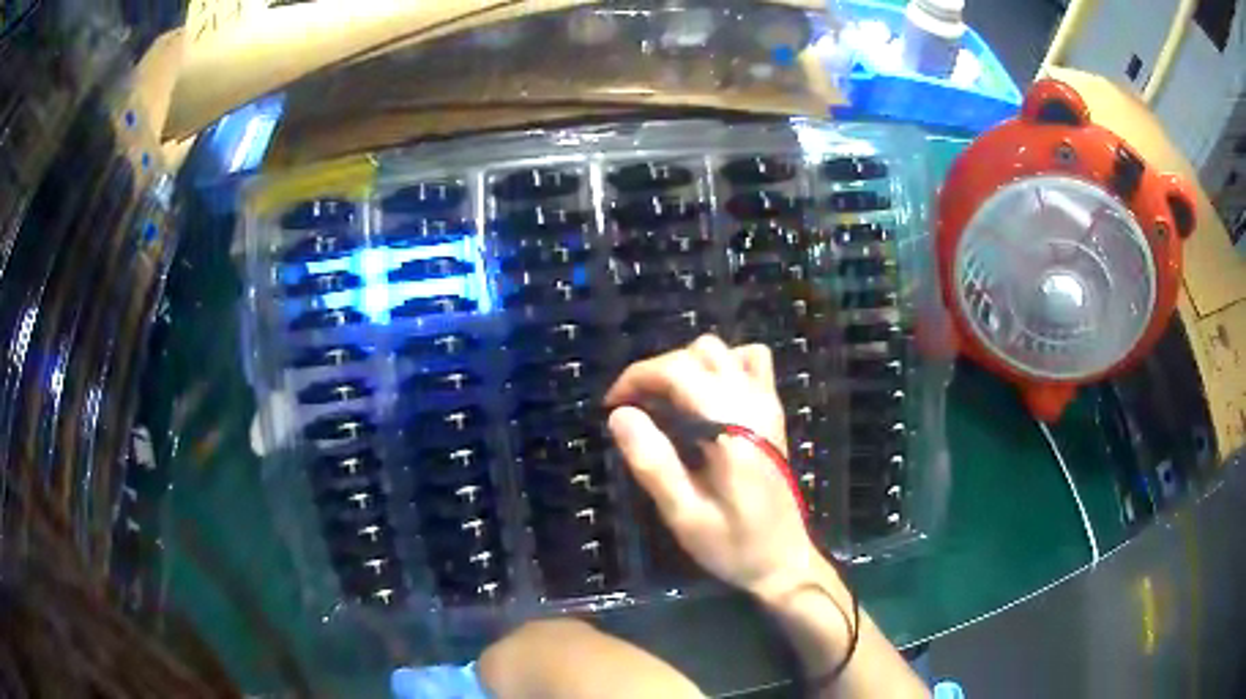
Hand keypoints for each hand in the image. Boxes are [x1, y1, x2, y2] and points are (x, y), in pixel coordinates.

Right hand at [604, 335, 818, 597]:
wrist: (784, 560)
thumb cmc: (733, 545)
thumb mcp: (684, 515)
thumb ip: (653, 463)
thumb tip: (620, 415)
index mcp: (731, 428)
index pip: (678, 371)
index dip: (637, 378)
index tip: (611, 406)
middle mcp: (753, 404)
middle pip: (697, 353)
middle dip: (656, 371)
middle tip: (632, 409)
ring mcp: (768, 403)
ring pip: (723, 351)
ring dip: (686, 366)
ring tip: (665, 403)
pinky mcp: (773, 412)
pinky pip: (751, 362)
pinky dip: (722, 366)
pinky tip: (706, 397)